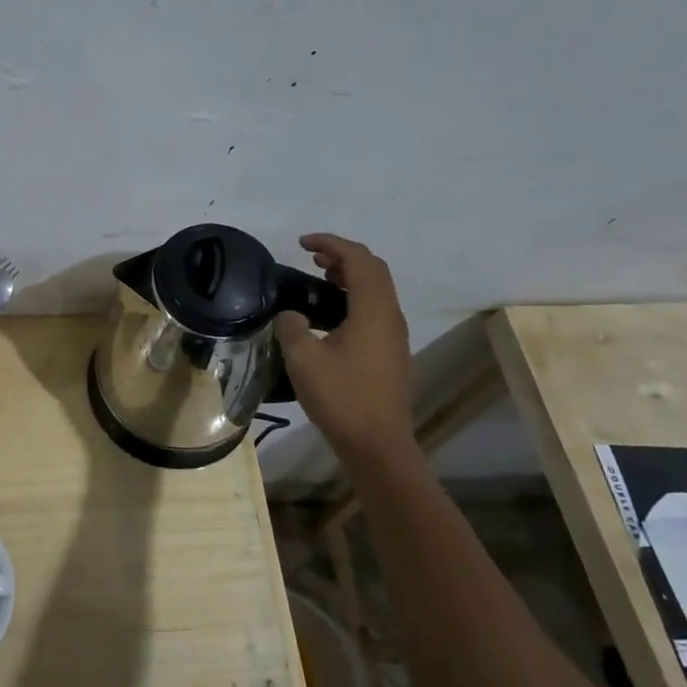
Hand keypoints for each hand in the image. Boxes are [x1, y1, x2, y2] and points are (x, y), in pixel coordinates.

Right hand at [273, 235, 415, 466]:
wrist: (377, 443)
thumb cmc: (340, 397)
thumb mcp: (303, 358)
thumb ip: (292, 325)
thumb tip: (292, 315)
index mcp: (373, 310)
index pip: (358, 259)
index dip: (331, 243)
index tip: (302, 243)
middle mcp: (390, 315)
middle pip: (373, 270)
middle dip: (343, 255)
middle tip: (311, 255)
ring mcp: (394, 335)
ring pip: (376, 289)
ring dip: (350, 275)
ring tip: (319, 275)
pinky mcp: (390, 352)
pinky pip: (375, 308)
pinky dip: (354, 296)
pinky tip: (331, 312)